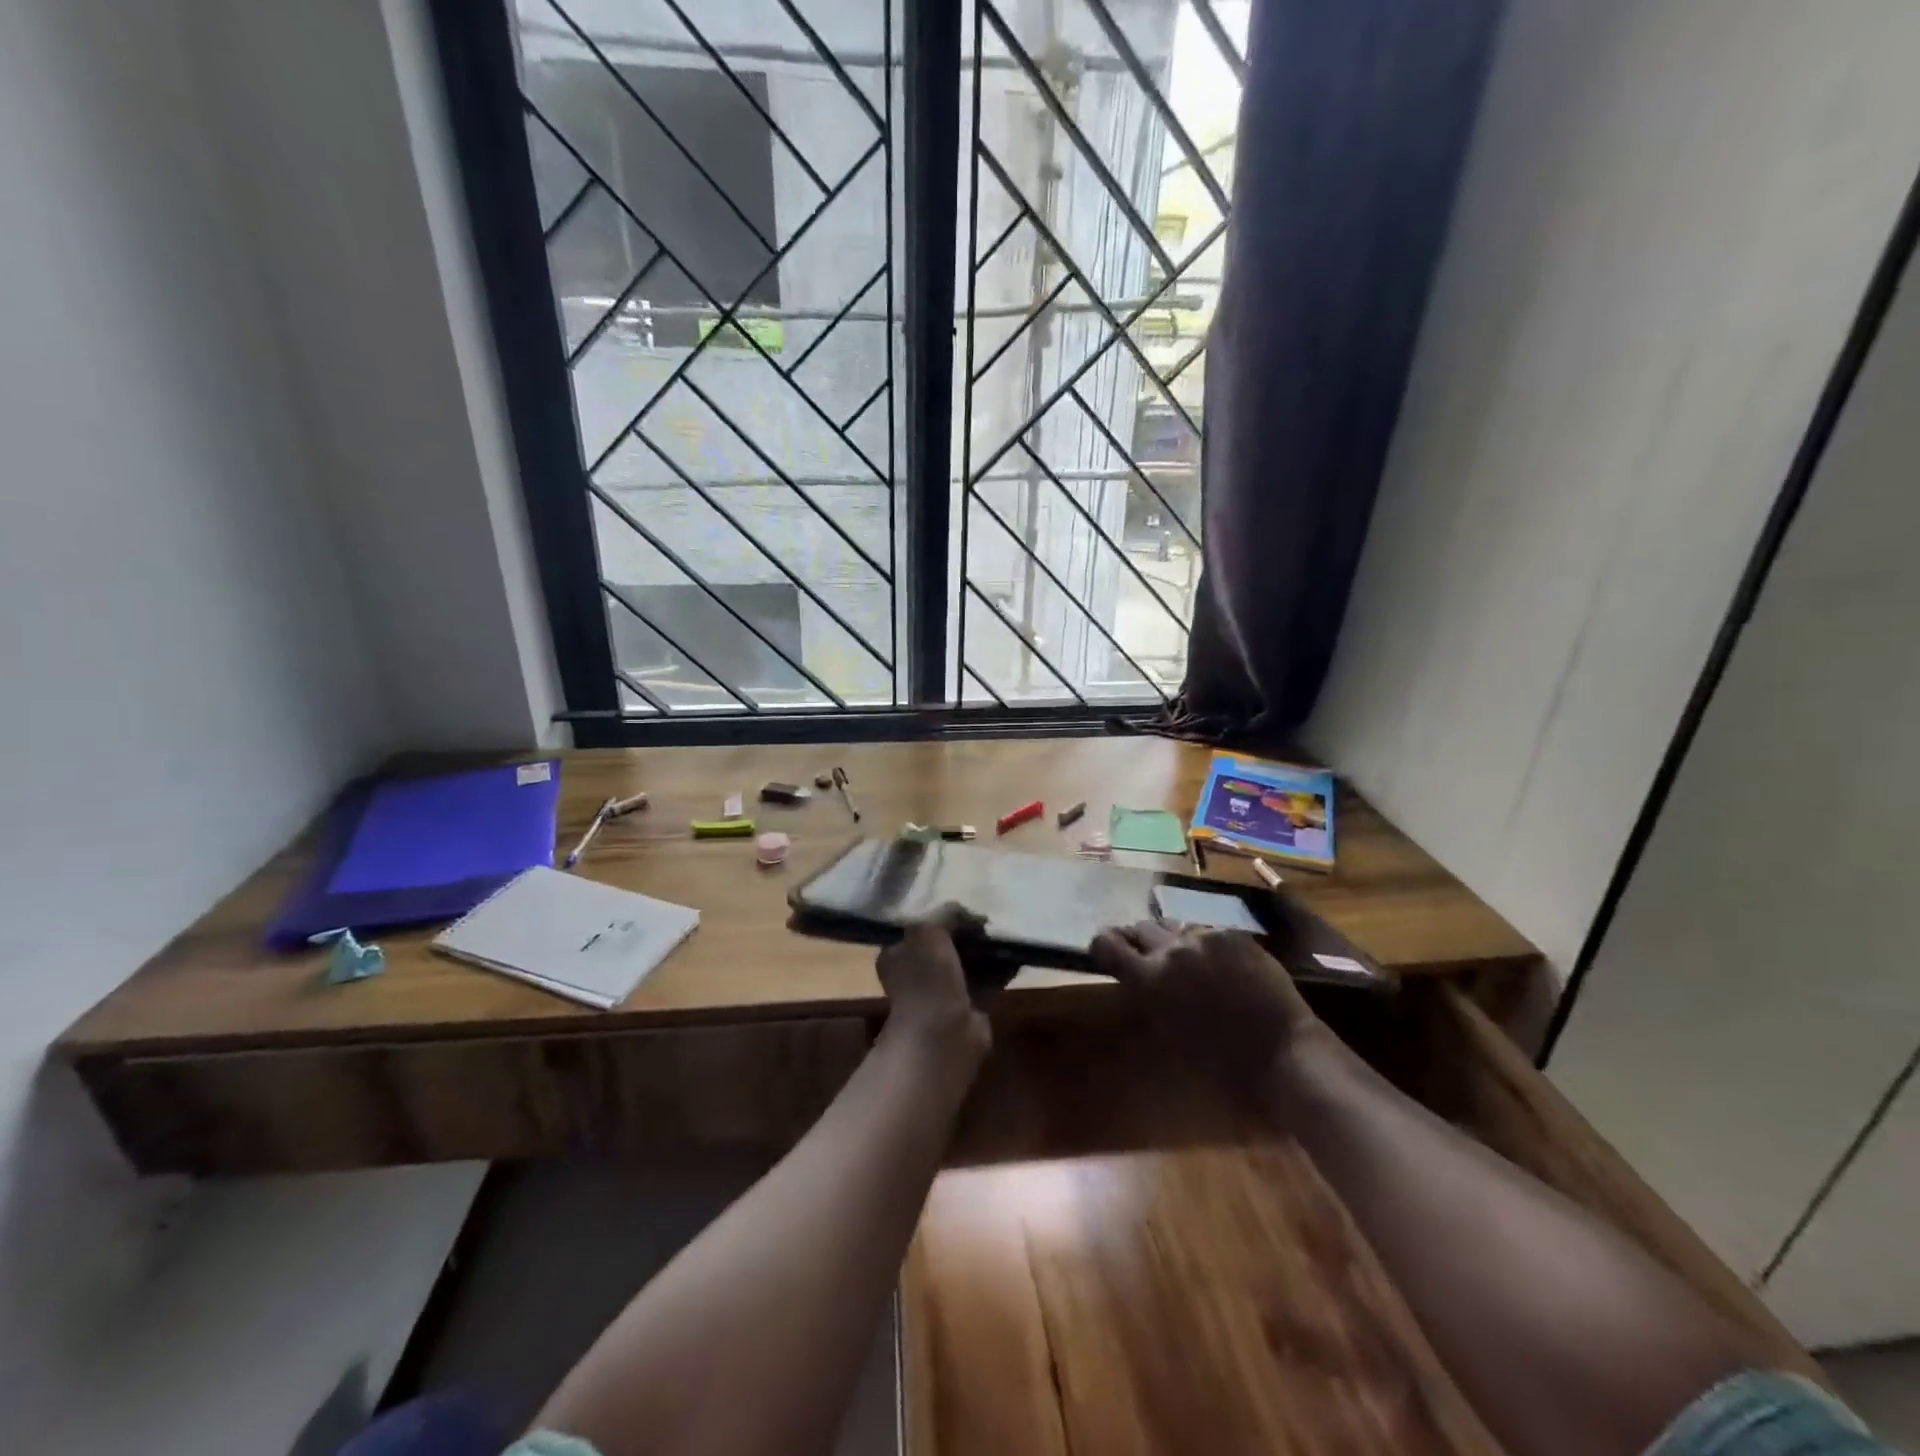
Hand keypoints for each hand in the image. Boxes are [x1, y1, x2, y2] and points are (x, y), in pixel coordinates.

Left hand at [875, 903, 991, 1064]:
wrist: (941, 1036)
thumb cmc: (927, 980)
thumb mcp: (929, 931)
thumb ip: (947, 914)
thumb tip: (973, 917)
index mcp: (897, 952)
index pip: (920, 925)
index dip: (943, 916)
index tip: (966, 912)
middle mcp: (915, 971)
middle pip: (945, 942)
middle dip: (968, 933)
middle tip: (989, 925)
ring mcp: (940, 991)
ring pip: (967, 962)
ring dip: (986, 951)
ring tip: (1006, 938)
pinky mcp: (966, 1008)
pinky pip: (984, 980)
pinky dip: (999, 970)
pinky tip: (1015, 958)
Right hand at [1089, 921, 1322, 1080]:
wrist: (1282, 1053)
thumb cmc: (1221, 1062)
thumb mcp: (1168, 1030)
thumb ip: (1149, 995)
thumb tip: (1139, 978)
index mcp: (1148, 979)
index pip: (1107, 943)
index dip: (1103, 944)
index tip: (1107, 950)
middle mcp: (1170, 950)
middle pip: (1140, 927)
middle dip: (1139, 940)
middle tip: (1148, 956)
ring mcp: (1204, 938)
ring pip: (1175, 926)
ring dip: (1173, 940)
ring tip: (1188, 959)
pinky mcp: (1233, 936)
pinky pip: (1209, 932)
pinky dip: (1207, 945)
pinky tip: (1222, 965)